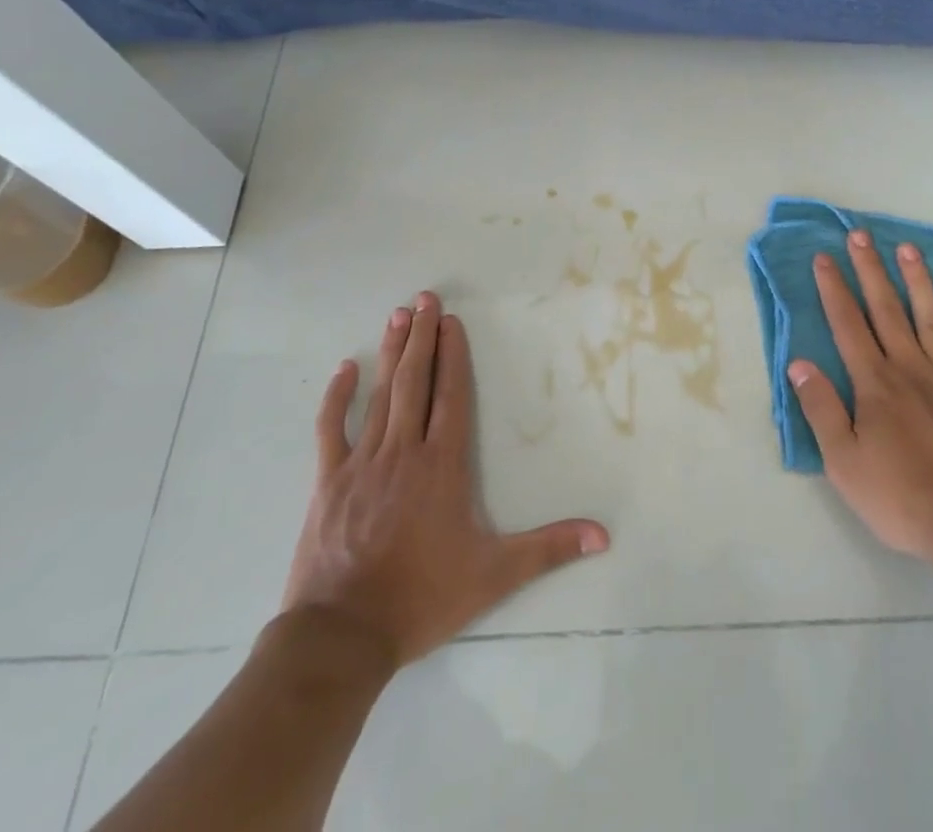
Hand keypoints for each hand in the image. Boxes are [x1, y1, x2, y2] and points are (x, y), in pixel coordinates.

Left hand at [282, 292, 609, 666]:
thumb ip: (549, 549)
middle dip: (422, 336)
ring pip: (380, 395)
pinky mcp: (328, 482)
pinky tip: (345, 368)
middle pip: (415, 382)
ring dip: (391, 353)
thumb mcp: (494, 575)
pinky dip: (337, 397)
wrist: (343, 636)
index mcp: (442, 465)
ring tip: (398, 315)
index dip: (453, 355)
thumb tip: (603, 535)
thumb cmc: (422, 598)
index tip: (451, 321)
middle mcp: (404, 451)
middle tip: (424, 297)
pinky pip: (331, 429)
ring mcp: (362, 463)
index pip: (451, 396)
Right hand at [787, 231, 932, 562]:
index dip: (834, 289)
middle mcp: (911, 368)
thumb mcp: (845, 463)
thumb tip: (799, 364)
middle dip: (871, 269)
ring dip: (916, 280)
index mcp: (875, 383)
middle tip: (860, 234)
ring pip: (930, 316)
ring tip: (907, 248)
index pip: (848, 325)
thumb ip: (822, 410)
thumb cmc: (904, 497)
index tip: (824, 257)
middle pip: (887, 309)